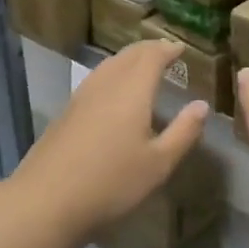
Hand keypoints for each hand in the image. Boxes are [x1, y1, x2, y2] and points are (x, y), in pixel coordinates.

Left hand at [11, 39, 209, 244]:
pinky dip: (112, 74)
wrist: (47, 199)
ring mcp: (81, 96)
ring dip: (128, 60)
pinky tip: (113, 92)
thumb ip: (183, 132)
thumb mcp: (158, 164)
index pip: (151, 56)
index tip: (180, 48)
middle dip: (148, 49)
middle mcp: (106, 84)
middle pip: (128, 56)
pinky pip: (95, 79)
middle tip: (164, 51)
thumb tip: (201, 105)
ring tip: (142, 66)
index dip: (166, 49)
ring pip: (108, 65)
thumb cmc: (111, 182)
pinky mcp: (66, 112)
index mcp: (132, 91)